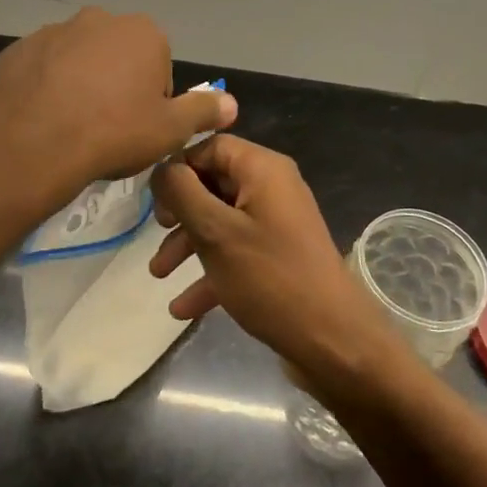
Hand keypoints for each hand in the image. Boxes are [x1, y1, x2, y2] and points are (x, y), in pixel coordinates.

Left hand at [0, 8, 236, 205]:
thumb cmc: (114, 132)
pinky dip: (46, 87)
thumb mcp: (171, 130)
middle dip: (116, 85)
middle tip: (108, 128)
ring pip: (78, 60)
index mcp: (143, 33)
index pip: (159, 66)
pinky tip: (43, 117)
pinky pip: (42, 69)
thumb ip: (204, 111)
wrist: (34, 142)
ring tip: (72, 125)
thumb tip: (232, 103)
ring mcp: (54, 31)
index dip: (153, 101)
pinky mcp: (18, 49)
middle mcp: (99, 20)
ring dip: (80, 84)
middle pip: (118, 57)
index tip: (139, 128)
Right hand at [149, 135, 406, 393]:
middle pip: (213, 184)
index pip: (211, 146)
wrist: (332, 340)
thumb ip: (181, 192)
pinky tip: (182, 308)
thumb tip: (161, 169)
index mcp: (262, 170)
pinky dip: (210, 273)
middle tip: (156, 232)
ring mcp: (276, 225)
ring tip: (159, 275)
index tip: (154, 199)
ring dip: (188, 245)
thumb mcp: (215, 231)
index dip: (179, 168)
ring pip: (221, 222)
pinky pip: (236, 253)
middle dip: (179, 212)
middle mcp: (272, 189)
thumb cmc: (270, 277)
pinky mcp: (278, 258)